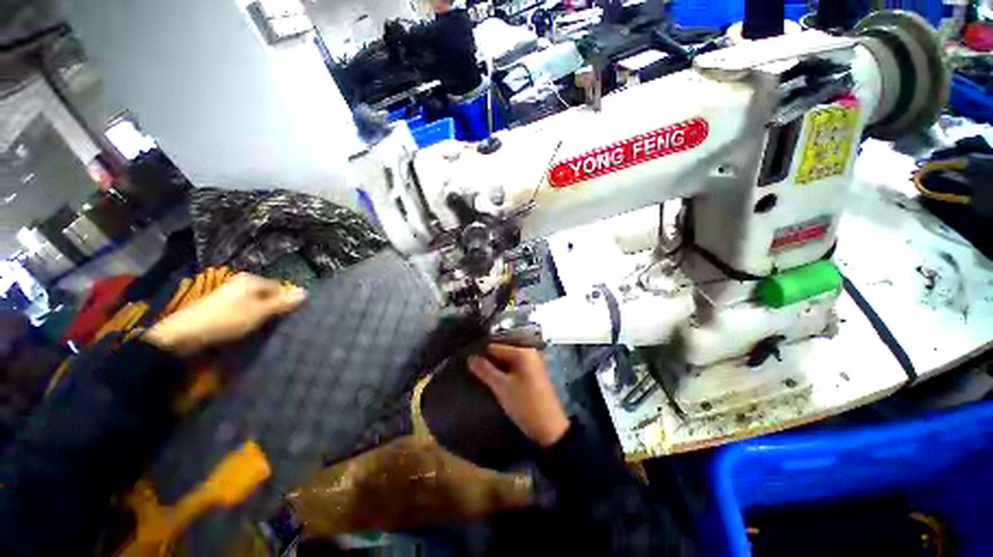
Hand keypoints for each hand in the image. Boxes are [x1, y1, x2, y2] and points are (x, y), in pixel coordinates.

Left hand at [144, 273, 305, 355]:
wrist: (183, 334)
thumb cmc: (226, 319)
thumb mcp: (259, 312)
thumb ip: (282, 302)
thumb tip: (306, 292)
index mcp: (251, 280)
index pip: (279, 287)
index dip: (286, 300)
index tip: (289, 315)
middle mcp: (241, 282)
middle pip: (267, 293)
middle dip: (274, 306)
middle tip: (277, 322)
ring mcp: (228, 293)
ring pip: (255, 302)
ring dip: (261, 313)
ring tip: (263, 326)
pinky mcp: (219, 305)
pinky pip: (243, 308)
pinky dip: (248, 316)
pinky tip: (246, 327)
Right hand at [468, 344, 569, 446]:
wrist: (549, 428)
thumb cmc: (525, 404)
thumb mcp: (502, 387)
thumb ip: (485, 370)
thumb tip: (470, 357)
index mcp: (522, 352)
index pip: (495, 347)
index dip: (480, 353)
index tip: (465, 361)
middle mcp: (529, 353)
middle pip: (501, 353)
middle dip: (487, 361)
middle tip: (469, 368)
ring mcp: (532, 364)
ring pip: (507, 362)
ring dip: (494, 368)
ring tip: (477, 375)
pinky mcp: (533, 375)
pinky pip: (514, 368)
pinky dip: (503, 373)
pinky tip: (492, 380)